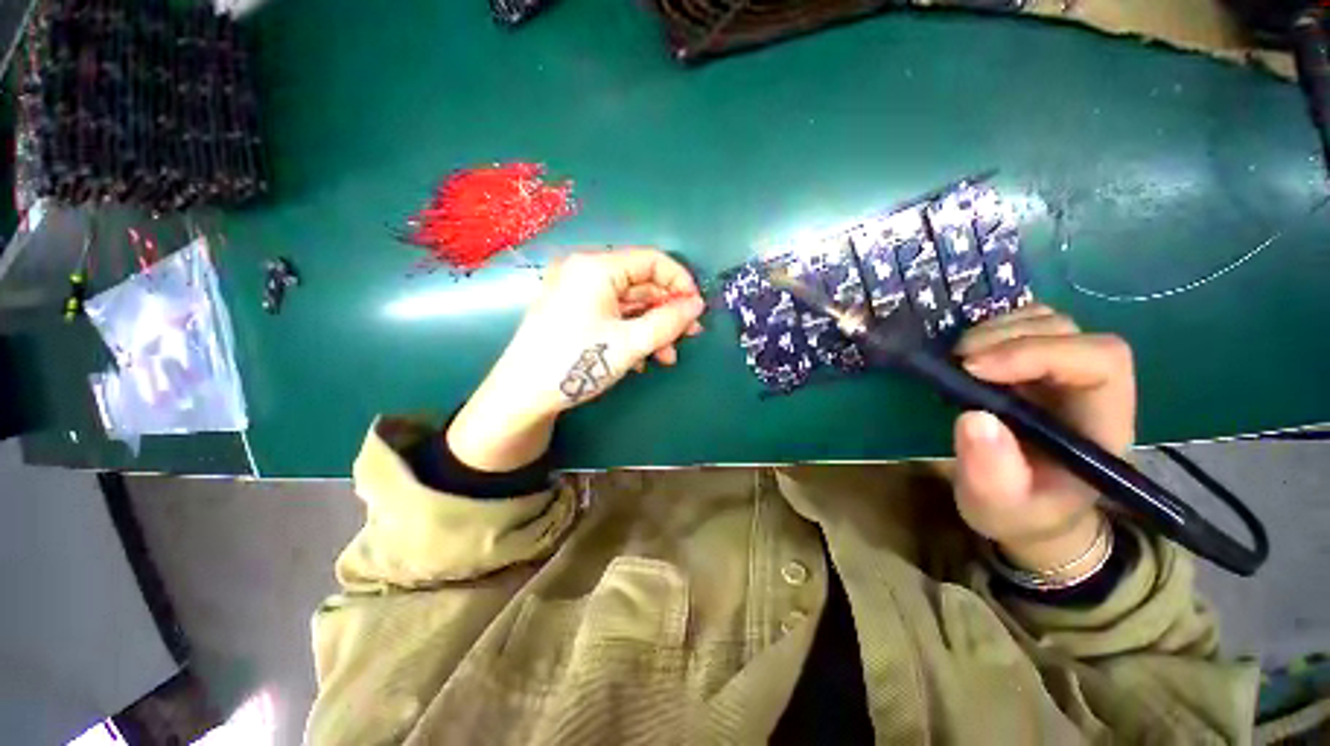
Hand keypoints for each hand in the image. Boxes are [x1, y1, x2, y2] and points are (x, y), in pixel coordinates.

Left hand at [447, 248, 705, 470]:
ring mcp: (576, 293)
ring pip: (628, 303)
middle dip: (667, 312)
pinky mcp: (572, 313)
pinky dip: (631, 334)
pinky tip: (641, 360)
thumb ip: (668, 321)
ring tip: (667, 357)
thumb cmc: (577, 363)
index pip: (652, 260)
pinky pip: (612, 316)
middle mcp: (585, 272)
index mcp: (596, 267)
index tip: (697, 310)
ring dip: (652, 328)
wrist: (522, 398)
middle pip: (641, 283)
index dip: (680, 283)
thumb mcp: (630, 342)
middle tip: (688, 337)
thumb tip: (697, 305)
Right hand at [950, 305, 1135, 575]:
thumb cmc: (1019, 512)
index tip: (974, 369)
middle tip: (956, 362)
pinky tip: (965, 352)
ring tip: (957, 356)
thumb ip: (991, 472)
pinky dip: (990, 327)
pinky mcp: (1032, 366)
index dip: (1039, 353)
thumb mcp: (997, 505)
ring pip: (1046, 320)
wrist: (1025, 510)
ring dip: (996, 329)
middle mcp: (1088, 387)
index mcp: (1100, 423)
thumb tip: (973, 417)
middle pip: (1069, 332)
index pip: (1099, 361)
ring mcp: (1061, 372)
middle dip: (1007, 338)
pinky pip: (1021, 325)